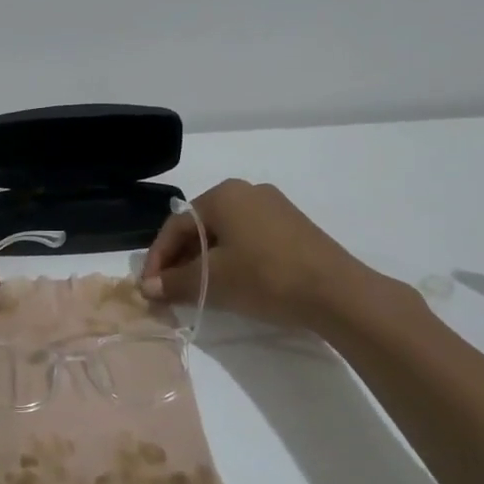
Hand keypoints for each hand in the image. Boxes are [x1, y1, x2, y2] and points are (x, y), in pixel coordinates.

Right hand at [140, 179, 375, 331]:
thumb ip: (174, 282)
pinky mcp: (292, 226)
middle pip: (199, 227)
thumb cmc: (266, 277)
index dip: (157, 258)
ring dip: (204, 261)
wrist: (337, 293)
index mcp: (223, 195)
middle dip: (180, 260)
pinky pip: (247, 239)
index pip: (175, 226)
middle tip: (170, 290)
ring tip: (196, 290)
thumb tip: (146, 288)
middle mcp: (247, 191)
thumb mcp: (212, 281)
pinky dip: (231, 259)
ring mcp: (274, 207)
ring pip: (224, 234)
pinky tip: (230, 283)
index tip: (149, 288)